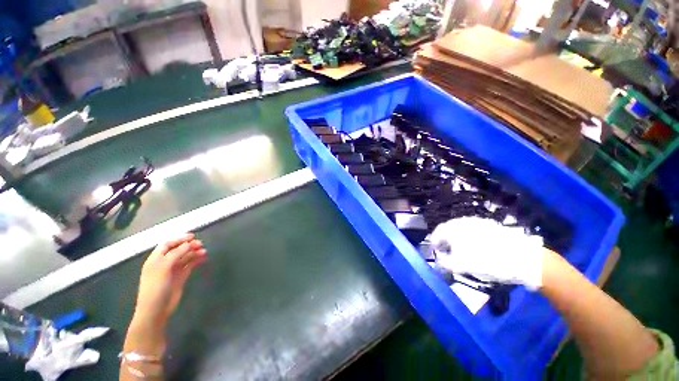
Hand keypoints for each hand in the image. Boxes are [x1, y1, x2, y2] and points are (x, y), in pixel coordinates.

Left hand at [133, 233, 206, 326]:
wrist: (156, 310)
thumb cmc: (156, 287)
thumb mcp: (164, 267)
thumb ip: (176, 253)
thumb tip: (189, 243)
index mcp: (156, 259)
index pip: (168, 244)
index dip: (179, 238)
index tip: (193, 236)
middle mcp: (164, 263)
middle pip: (178, 249)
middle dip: (189, 245)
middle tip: (201, 244)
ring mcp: (173, 270)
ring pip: (185, 257)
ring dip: (195, 252)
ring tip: (204, 252)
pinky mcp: (181, 277)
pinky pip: (190, 265)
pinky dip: (197, 260)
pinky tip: (204, 258)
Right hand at [429, 217, 545, 289]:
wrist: (521, 257)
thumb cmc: (485, 261)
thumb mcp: (461, 266)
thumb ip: (445, 263)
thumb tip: (438, 261)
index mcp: (452, 228)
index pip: (437, 232)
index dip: (434, 242)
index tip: (436, 250)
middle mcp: (462, 221)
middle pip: (448, 229)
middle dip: (446, 240)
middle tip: (447, 250)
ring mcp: (477, 222)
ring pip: (461, 229)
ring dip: (458, 238)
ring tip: (462, 250)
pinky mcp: (490, 225)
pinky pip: (474, 230)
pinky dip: (470, 237)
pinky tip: (477, 247)